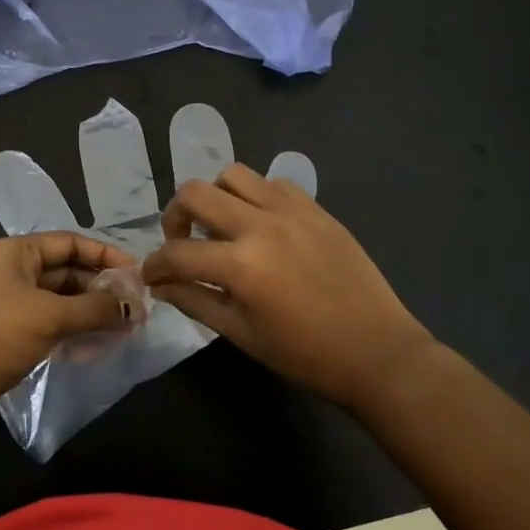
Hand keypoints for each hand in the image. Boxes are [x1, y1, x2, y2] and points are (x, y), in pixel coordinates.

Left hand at [0, 233, 137, 445]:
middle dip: (101, 288)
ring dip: (90, 313)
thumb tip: (134, 308)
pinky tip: (96, 348)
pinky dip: (72, 333)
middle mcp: (11, 273)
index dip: (105, 255)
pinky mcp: (7, 338)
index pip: (70, 242)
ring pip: (59, 302)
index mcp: (15, 252)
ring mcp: (7, 307)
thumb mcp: (50, 316)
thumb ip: (95, 308)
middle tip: (136, 307)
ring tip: (124, 329)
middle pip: (66, 272)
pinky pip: (48, 327)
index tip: (137, 273)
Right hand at [140, 164, 439, 411]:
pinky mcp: (316, 209)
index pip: (177, 252)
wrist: (377, 351)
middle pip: (195, 193)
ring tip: (221, 225)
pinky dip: (255, 196)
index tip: (152, 275)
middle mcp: (262, 225)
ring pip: (233, 174)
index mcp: (241, 265)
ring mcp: (292, 211)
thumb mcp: (242, 334)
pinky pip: (273, 183)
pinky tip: (261, 224)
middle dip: (175, 216)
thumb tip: (160, 286)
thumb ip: (196, 302)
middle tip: (182, 240)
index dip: (155, 265)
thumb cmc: (305, 354)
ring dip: (215, 197)